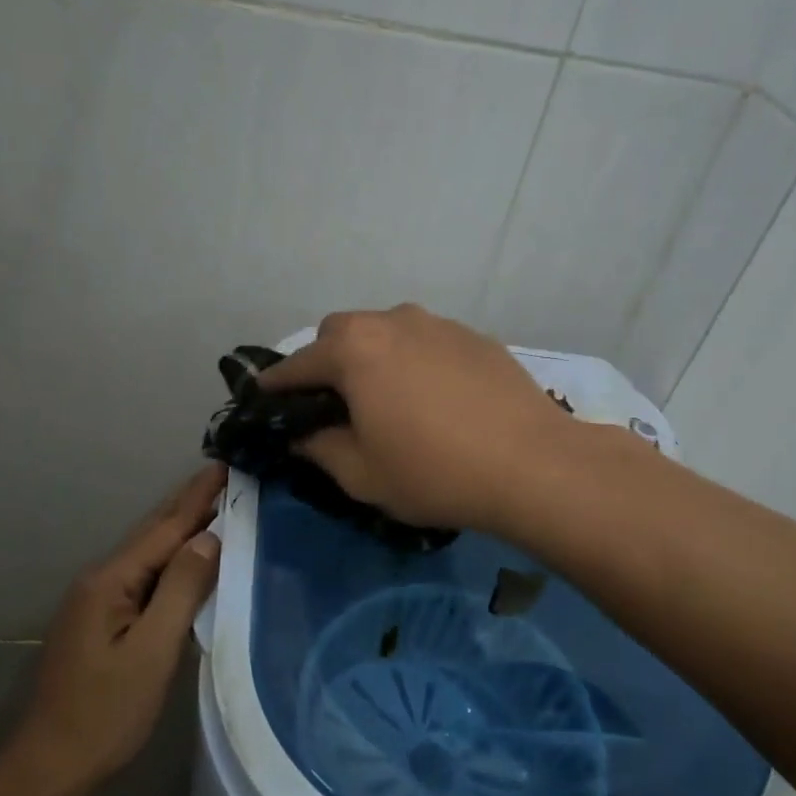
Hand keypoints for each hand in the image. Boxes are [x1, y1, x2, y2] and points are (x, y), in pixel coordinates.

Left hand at [5, 466, 224, 795]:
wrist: (48, 769)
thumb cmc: (105, 713)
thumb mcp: (151, 652)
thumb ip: (181, 590)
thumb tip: (209, 537)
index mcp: (111, 581)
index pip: (164, 528)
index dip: (197, 497)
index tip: (225, 464)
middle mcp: (100, 579)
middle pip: (152, 533)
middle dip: (189, 503)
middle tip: (225, 474)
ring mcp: (97, 600)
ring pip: (148, 553)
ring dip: (181, 527)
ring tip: (215, 504)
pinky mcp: (102, 620)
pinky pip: (144, 575)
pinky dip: (171, 558)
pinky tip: (188, 557)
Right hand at [259, 304, 569, 532]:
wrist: (533, 464)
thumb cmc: (434, 471)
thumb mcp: (362, 474)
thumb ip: (320, 448)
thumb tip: (303, 433)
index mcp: (355, 350)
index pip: (298, 363)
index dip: (276, 384)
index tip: (263, 398)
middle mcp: (392, 322)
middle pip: (341, 333)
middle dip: (325, 362)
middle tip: (333, 403)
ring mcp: (438, 324)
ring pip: (386, 331)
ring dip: (372, 357)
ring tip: (386, 398)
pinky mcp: (474, 336)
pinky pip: (426, 342)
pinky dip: (413, 361)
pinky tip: (433, 398)